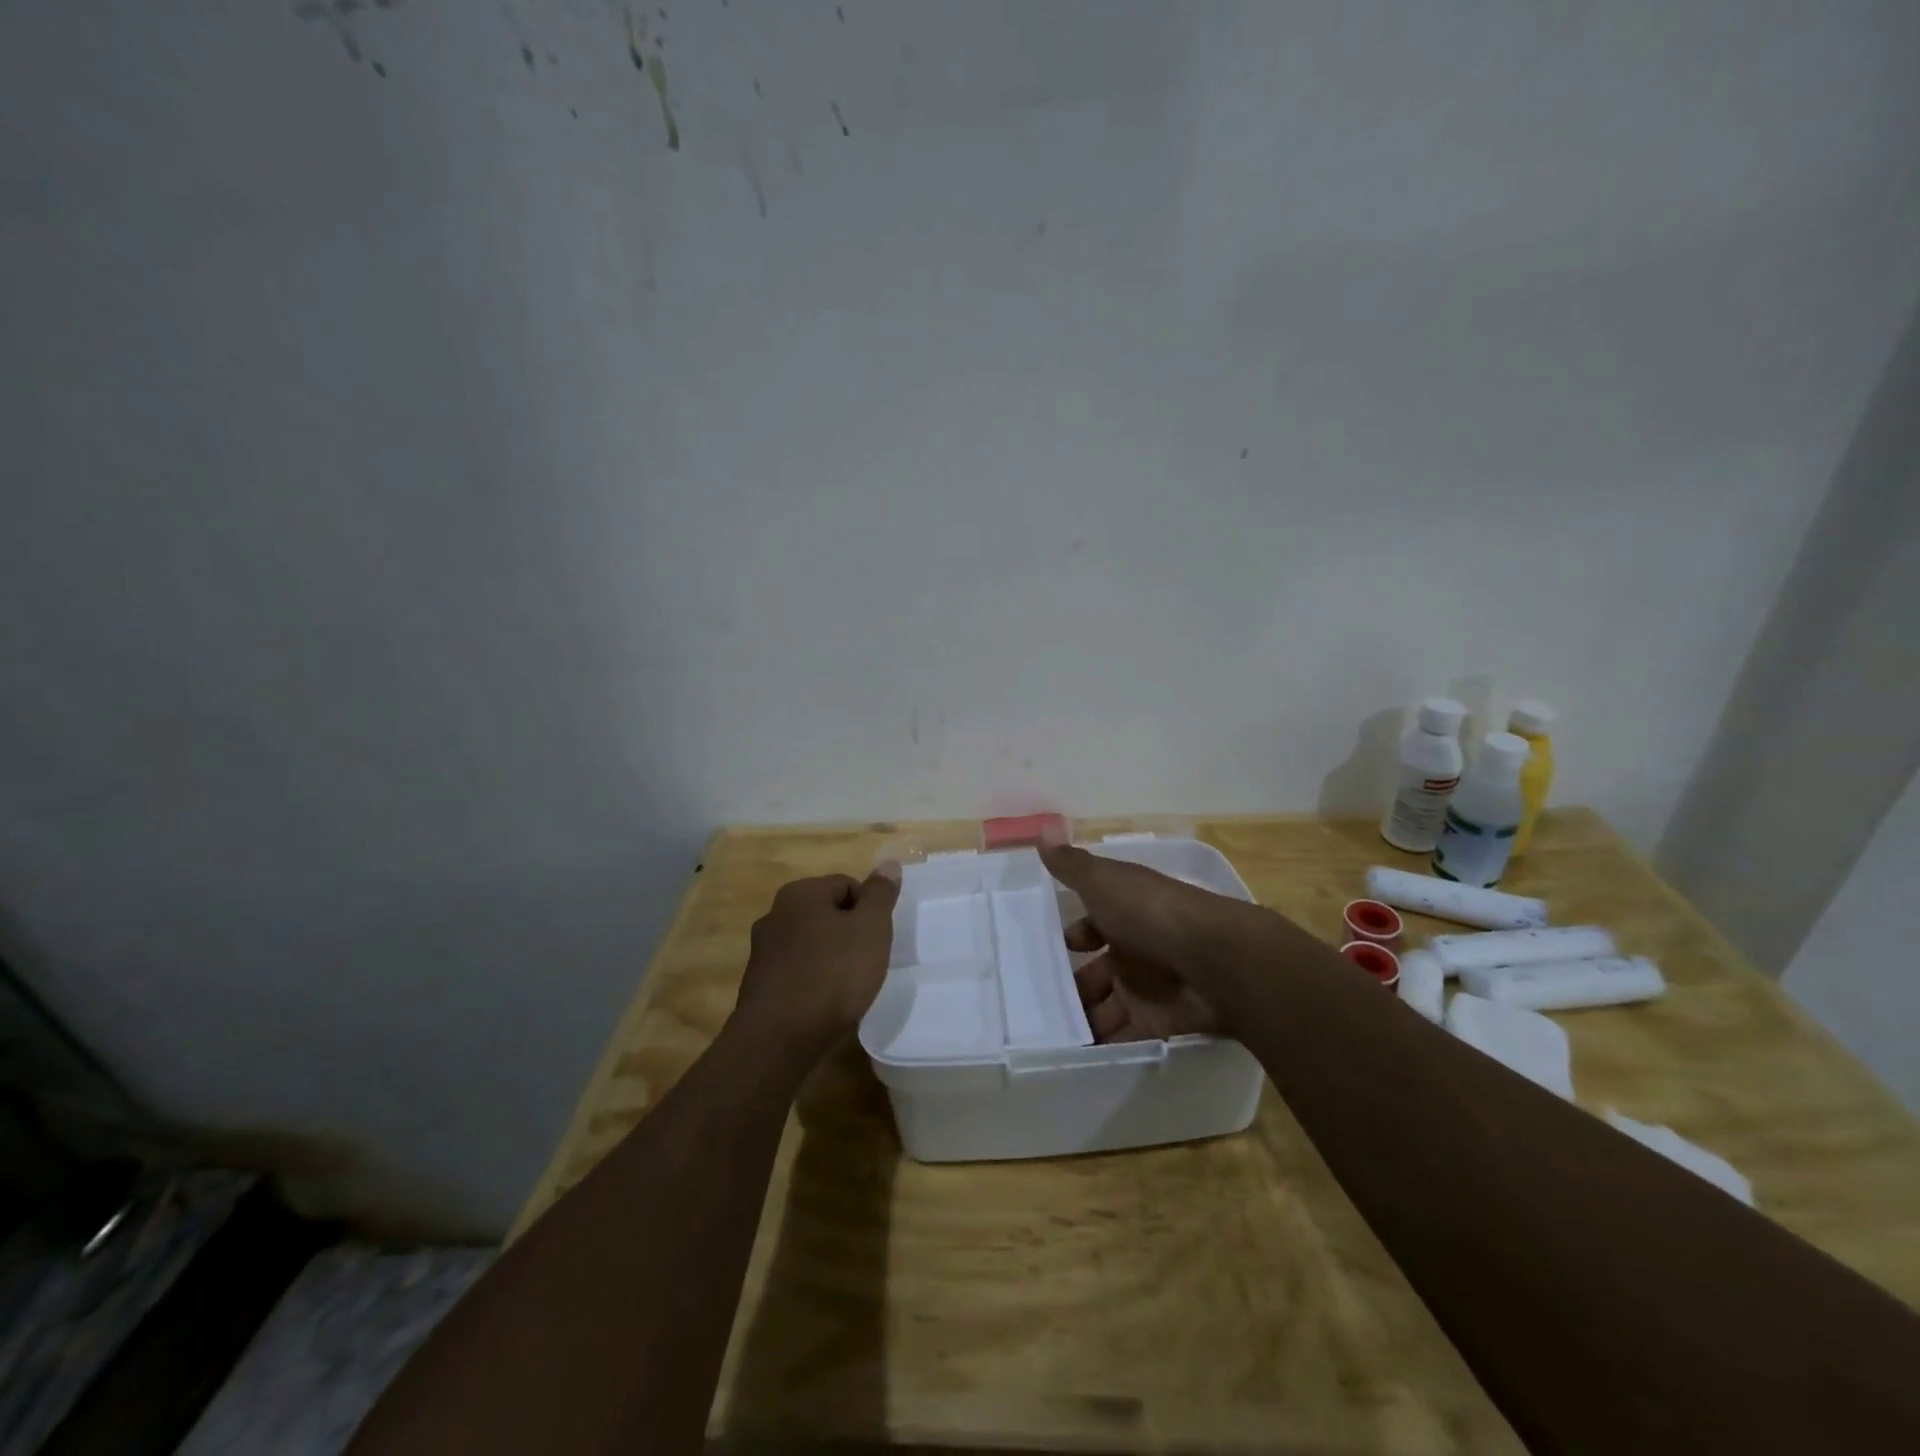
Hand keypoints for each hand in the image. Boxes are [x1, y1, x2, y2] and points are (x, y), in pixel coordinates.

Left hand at [733, 864, 901, 1059]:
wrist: (779, 1037)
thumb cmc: (832, 974)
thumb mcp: (871, 928)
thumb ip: (880, 894)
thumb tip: (888, 863)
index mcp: (800, 893)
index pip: (847, 885)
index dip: (869, 910)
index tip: (878, 939)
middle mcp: (775, 913)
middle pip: (826, 913)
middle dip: (849, 933)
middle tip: (866, 961)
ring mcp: (761, 950)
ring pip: (810, 943)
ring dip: (830, 957)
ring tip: (847, 985)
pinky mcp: (757, 983)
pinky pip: (795, 971)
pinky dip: (812, 980)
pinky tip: (823, 1002)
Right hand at [1040, 843, 1263, 1042]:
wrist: (1214, 960)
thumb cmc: (1151, 913)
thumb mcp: (1104, 881)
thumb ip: (1072, 865)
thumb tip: (1042, 832)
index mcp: (1126, 913)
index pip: (1094, 925)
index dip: (1073, 935)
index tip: (1047, 948)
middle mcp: (1136, 949)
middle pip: (1098, 970)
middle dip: (1072, 984)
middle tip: (1035, 1001)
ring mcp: (1148, 988)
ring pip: (1106, 1006)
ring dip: (1082, 1018)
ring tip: (1044, 1034)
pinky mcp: (1157, 1023)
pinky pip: (1124, 1037)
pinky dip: (1102, 1046)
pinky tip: (1070, 1055)